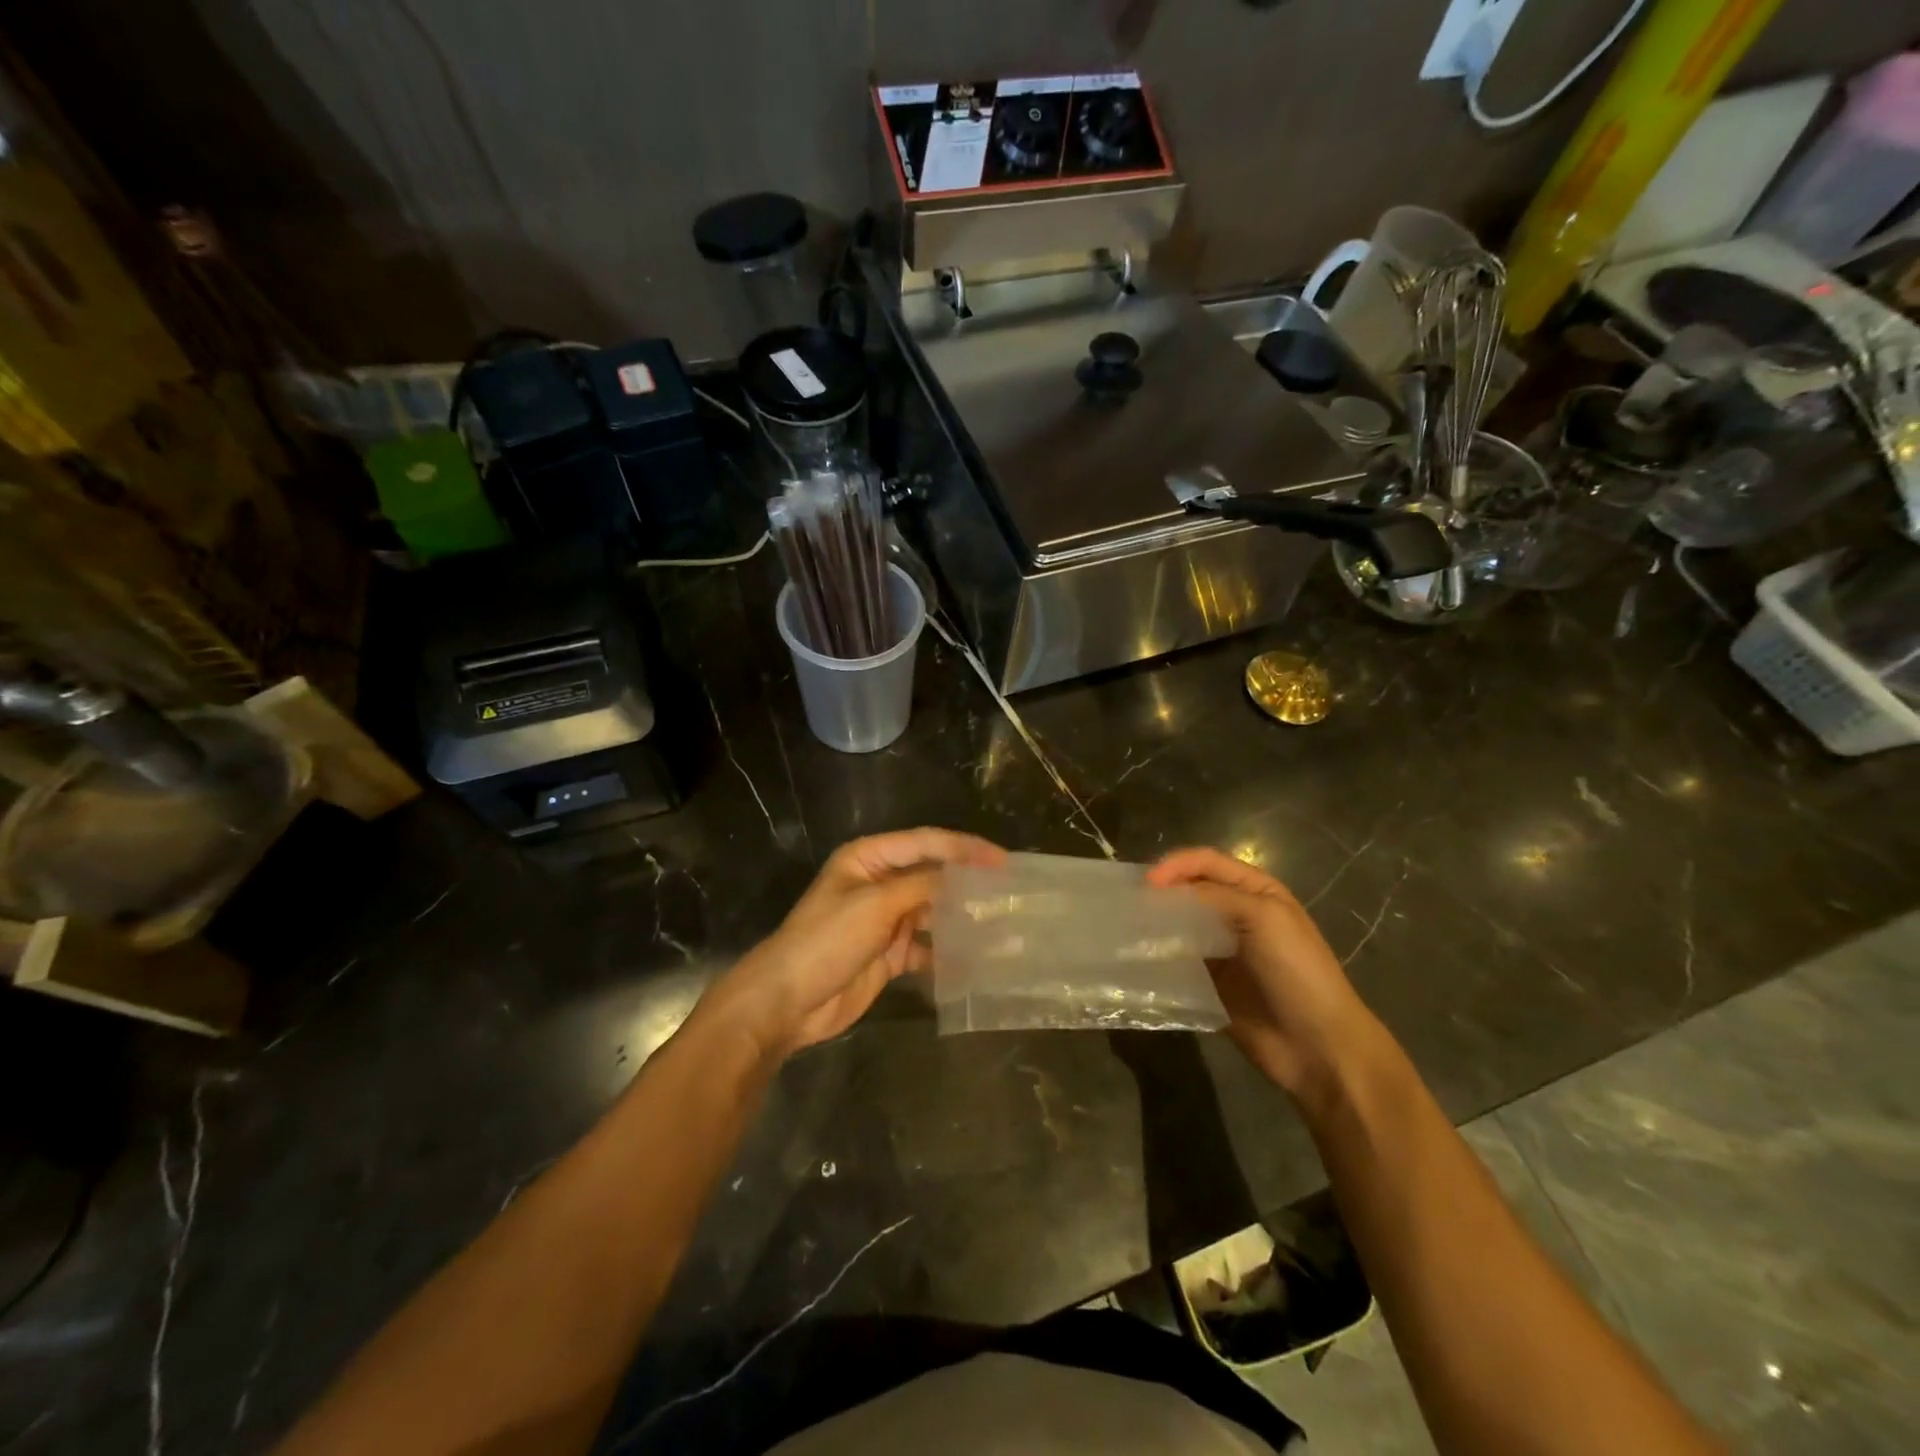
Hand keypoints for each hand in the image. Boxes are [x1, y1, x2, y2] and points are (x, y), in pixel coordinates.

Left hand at [700, 828, 1004, 1061]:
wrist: (787, 1001)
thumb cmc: (826, 940)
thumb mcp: (874, 905)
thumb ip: (921, 886)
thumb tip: (963, 877)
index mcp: (870, 858)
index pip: (926, 843)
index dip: (965, 849)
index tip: (1003, 862)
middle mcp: (880, 884)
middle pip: (933, 877)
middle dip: (969, 885)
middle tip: (1011, 895)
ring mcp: (885, 920)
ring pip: (934, 913)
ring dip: (964, 920)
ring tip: (1003, 927)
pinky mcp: (890, 954)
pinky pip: (928, 947)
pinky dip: (950, 954)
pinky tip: (977, 961)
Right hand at [1146, 847, 1381, 1099]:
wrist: (1319, 1047)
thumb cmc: (1299, 972)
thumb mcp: (1265, 919)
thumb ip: (1215, 897)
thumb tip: (1164, 894)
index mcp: (1256, 891)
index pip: (1206, 863)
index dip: (1175, 865)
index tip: (1147, 884)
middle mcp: (1236, 915)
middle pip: (1189, 891)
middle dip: (1161, 893)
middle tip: (1130, 904)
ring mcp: (1221, 951)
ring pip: (1179, 927)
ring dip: (1156, 926)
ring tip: (1127, 931)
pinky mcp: (1208, 984)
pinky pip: (1177, 964)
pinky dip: (1158, 959)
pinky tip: (1139, 961)